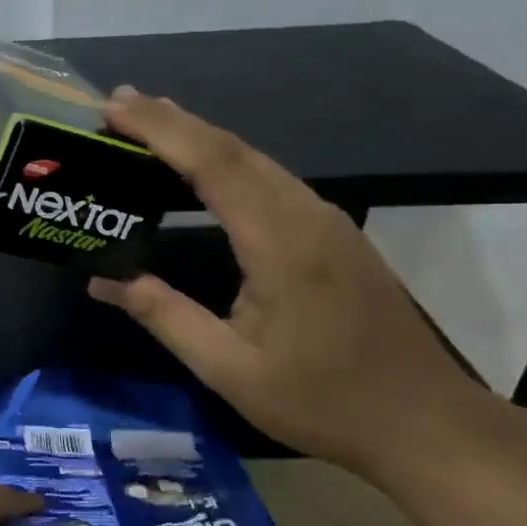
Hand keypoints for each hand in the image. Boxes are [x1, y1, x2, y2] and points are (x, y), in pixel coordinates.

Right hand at [87, 87, 482, 479]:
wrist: (423, 421)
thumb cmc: (321, 401)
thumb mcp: (228, 369)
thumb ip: (164, 316)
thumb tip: (103, 281)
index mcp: (281, 243)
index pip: (212, 164)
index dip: (161, 130)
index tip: (113, 107)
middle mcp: (308, 216)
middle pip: (235, 149)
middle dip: (175, 121)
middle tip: (120, 103)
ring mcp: (329, 222)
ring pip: (257, 160)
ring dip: (202, 137)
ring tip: (152, 125)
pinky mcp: (336, 235)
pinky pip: (273, 181)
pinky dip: (229, 162)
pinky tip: (207, 169)